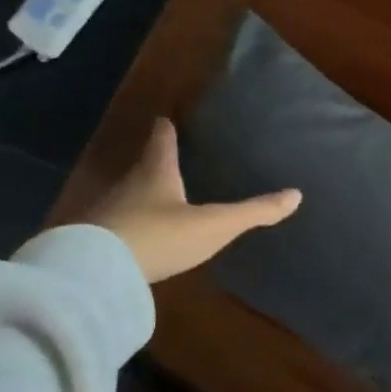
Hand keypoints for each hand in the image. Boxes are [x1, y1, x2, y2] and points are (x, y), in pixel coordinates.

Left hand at [83, 118, 300, 283]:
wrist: (97, 272)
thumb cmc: (161, 236)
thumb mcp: (215, 225)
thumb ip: (254, 212)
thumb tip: (296, 195)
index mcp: (156, 173)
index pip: (162, 141)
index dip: (166, 130)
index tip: (165, 119)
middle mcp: (128, 186)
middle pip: (143, 168)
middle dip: (156, 164)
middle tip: (169, 160)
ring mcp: (107, 213)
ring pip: (128, 197)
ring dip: (142, 196)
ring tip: (158, 199)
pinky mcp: (94, 240)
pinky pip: (117, 226)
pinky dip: (130, 226)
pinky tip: (138, 238)